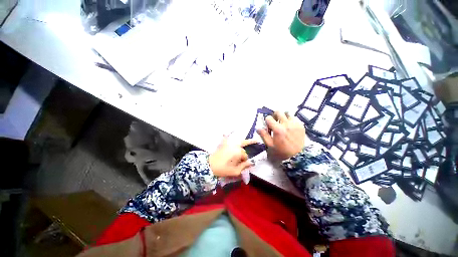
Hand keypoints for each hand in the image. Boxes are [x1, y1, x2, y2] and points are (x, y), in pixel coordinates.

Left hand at [209, 137, 256, 176]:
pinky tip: (233, 131)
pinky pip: (228, 136)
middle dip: (243, 154)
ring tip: (252, 140)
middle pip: (242, 149)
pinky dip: (230, 135)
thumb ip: (244, 166)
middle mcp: (235, 145)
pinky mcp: (223, 142)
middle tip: (240, 159)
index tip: (241, 164)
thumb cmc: (223, 169)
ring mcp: (229, 142)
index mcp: (239, 152)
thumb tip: (251, 163)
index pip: (245, 156)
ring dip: (244, 142)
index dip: (244, 161)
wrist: (209, 165)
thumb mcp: (235, 171)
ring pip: (239, 142)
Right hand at [257, 111, 305, 160]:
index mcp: (278, 129)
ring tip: (283, 123)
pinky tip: (290, 127)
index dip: (267, 121)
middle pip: (278, 112)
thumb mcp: (270, 145)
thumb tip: (258, 128)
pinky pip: (294, 118)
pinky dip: (290, 120)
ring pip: (287, 113)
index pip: (269, 118)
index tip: (268, 126)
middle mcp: (286, 124)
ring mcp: (295, 124)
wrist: (298, 157)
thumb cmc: (282, 152)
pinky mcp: (301, 126)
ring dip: (283, 117)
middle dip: (275, 115)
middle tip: (275, 121)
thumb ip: (264, 135)